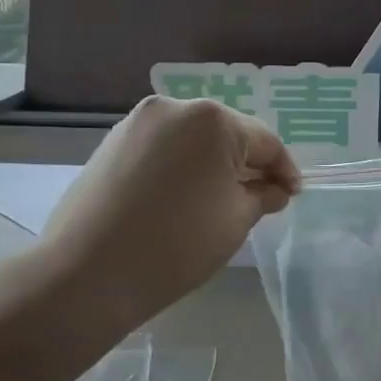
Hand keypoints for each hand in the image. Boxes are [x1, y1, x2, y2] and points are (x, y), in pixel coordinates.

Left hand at [32, 96, 300, 332]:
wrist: (87, 273)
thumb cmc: (177, 244)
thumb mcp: (236, 220)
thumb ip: (263, 195)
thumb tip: (275, 189)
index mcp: (213, 120)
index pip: (265, 141)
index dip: (284, 170)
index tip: (293, 195)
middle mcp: (175, 108)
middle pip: (228, 134)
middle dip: (248, 164)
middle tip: (263, 197)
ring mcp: (138, 122)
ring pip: (193, 140)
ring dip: (213, 164)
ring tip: (223, 198)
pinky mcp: (112, 142)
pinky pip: (164, 147)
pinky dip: (182, 166)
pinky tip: (185, 196)